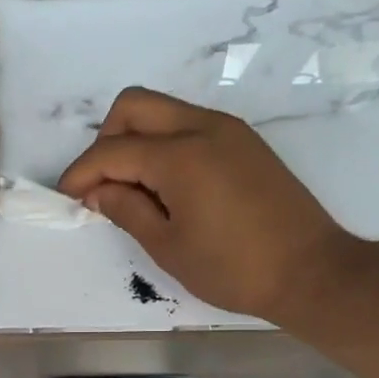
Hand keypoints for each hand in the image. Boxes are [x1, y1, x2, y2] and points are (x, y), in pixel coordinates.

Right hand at [57, 88, 355, 326]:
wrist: (311, 271)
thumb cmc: (233, 268)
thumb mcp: (168, 247)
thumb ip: (126, 209)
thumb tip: (97, 191)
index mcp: (180, 155)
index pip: (111, 151)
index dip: (81, 174)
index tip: (66, 198)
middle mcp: (203, 126)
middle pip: (133, 106)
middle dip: (105, 140)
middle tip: (103, 186)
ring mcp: (228, 129)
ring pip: (162, 110)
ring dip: (135, 139)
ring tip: (133, 190)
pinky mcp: (244, 141)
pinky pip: (189, 124)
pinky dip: (164, 144)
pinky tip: (167, 186)